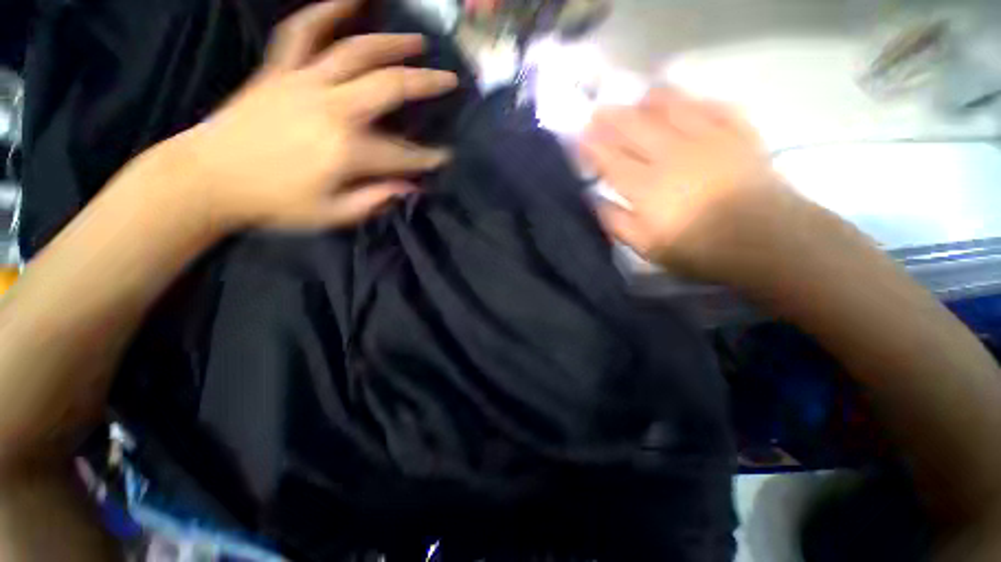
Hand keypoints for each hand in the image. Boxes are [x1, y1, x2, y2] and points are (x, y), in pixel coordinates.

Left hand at [176, 0, 458, 232]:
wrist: (208, 177)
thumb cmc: (275, 203)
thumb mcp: (333, 215)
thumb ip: (375, 200)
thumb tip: (410, 187)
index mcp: (347, 151)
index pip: (403, 154)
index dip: (428, 159)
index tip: (445, 158)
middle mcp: (332, 108)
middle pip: (390, 86)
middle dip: (426, 84)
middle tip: (450, 80)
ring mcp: (303, 81)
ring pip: (356, 50)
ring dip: (392, 43)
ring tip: (417, 41)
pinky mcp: (279, 69)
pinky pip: (302, 30)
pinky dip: (326, 10)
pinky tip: (351, 0)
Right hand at [581, 87, 814, 286]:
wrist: (763, 240)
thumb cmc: (696, 248)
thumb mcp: (645, 246)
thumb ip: (615, 221)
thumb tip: (594, 200)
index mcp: (645, 185)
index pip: (609, 158)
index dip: (591, 146)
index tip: (578, 137)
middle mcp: (670, 154)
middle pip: (634, 127)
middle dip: (611, 117)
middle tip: (597, 111)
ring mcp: (705, 139)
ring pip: (671, 108)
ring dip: (649, 101)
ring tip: (638, 98)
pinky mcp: (736, 134)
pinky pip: (712, 106)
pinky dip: (695, 100)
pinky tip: (685, 100)